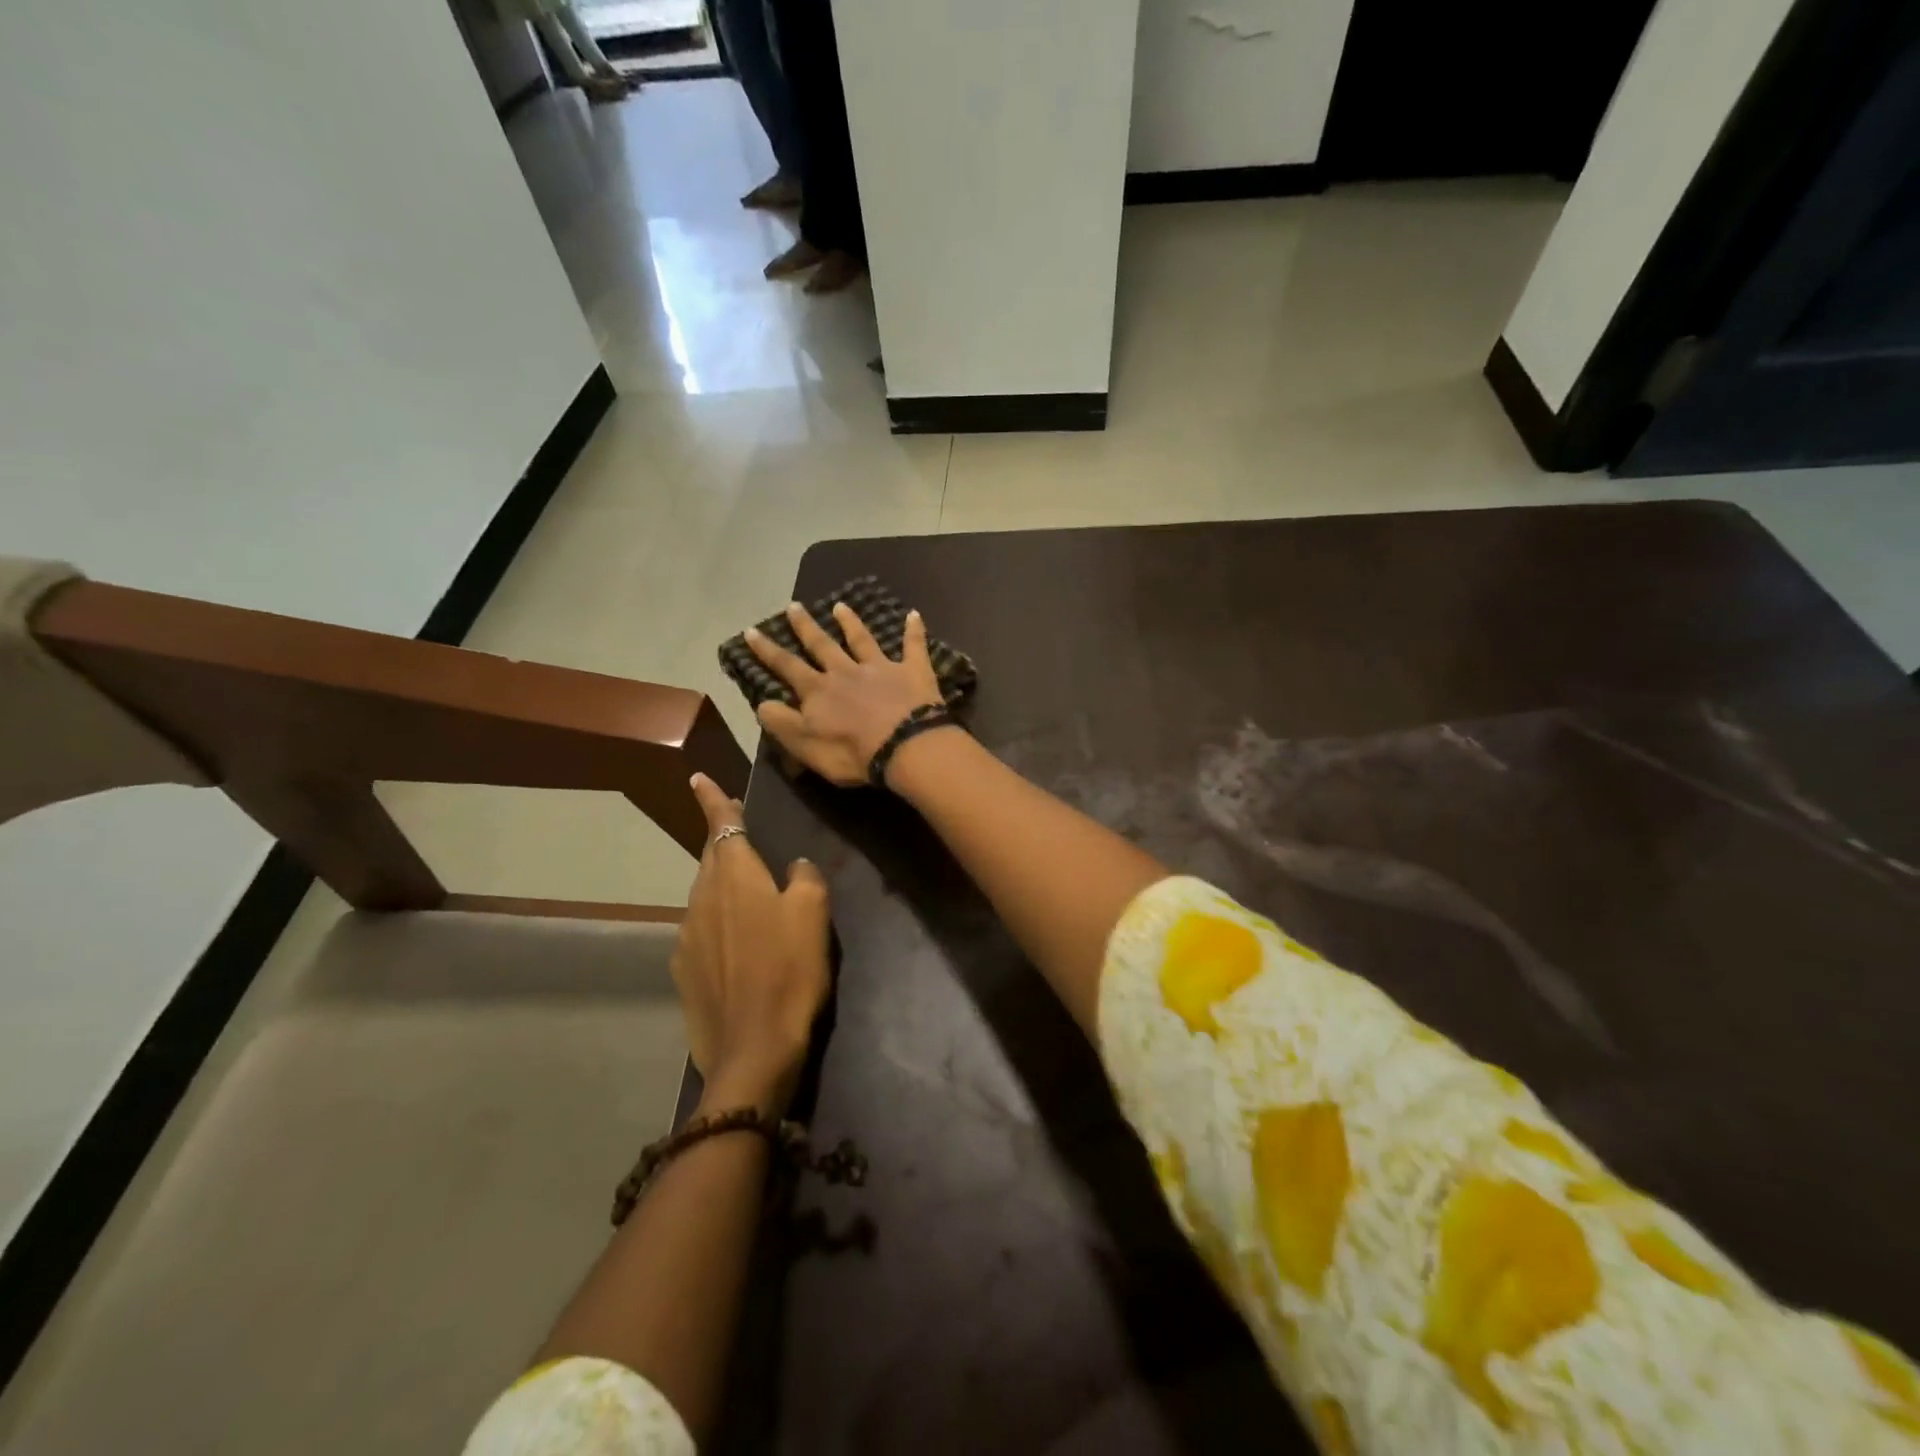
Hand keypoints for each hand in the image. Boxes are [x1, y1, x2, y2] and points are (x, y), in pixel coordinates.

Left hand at [672, 773, 832, 1113]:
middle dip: (724, 845)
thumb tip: (794, 867)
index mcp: (734, 877)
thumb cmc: (790, 972)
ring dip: (724, 888)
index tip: (697, 778)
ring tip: (749, 900)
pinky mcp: (683, 970)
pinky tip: (740, 947)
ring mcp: (687, 936)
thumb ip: (805, 878)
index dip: (713, 800)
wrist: (752, 1050)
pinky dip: (719, 926)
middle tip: (744, 841)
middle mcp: (703, 898)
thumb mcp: (814, 915)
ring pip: (706, 896)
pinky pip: (702, 931)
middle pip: (712, 859)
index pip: (722, 826)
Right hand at [747, 601, 943, 786]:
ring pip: (862, 640)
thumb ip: (783, 724)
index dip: (767, 650)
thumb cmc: (851, 753)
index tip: (752, 630)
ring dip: (851, 622)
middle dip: (806, 626)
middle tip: (794, 605)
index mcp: (819, 691)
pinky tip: (914, 614)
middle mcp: (846, 672)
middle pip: (822, 645)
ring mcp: (881, 668)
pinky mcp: (913, 672)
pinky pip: (914, 646)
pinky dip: (914, 630)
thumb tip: (762, 704)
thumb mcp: (805, 746)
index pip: (787, 666)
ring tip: (841, 606)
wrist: (904, 746)